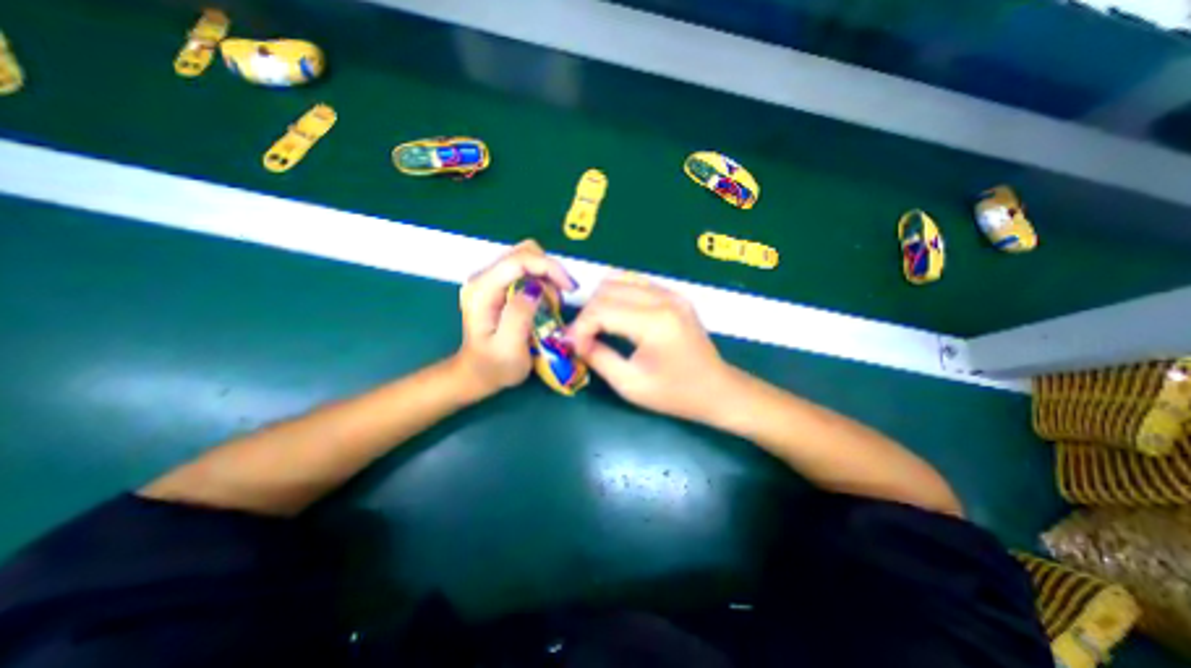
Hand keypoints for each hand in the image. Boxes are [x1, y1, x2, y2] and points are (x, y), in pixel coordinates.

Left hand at [457, 240, 576, 397]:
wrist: (477, 373)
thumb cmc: (494, 366)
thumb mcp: (509, 347)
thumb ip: (519, 315)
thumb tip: (535, 288)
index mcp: (482, 291)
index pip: (518, 260)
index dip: (549, 267)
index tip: (570, 287)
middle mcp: (483, 278)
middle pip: (523, 252)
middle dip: (549, 270)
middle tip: (560, 298)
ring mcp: (490, 279)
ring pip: (527, 258)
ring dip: (546, 276)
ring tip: (552, 304)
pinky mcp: (499, 285)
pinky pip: (526, 270)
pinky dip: (542, 280)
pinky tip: (544, 301)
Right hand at [567, 274, 737, 418]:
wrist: (717, 389)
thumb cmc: (675, 393)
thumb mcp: (630, 384)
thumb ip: (597, 357)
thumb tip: (573, 341)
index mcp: (654, 322)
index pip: (601, 310)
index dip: (580, 327)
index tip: (572, 345)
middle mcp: (663, 299)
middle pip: (607, 290)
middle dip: (588, 313)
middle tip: (583, 338)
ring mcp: (671, 293)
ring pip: (619, 280)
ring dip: (601, 301)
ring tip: (597, 326)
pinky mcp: (674, 295)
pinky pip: (635, 283)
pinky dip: (618, 295)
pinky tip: (616, 315)